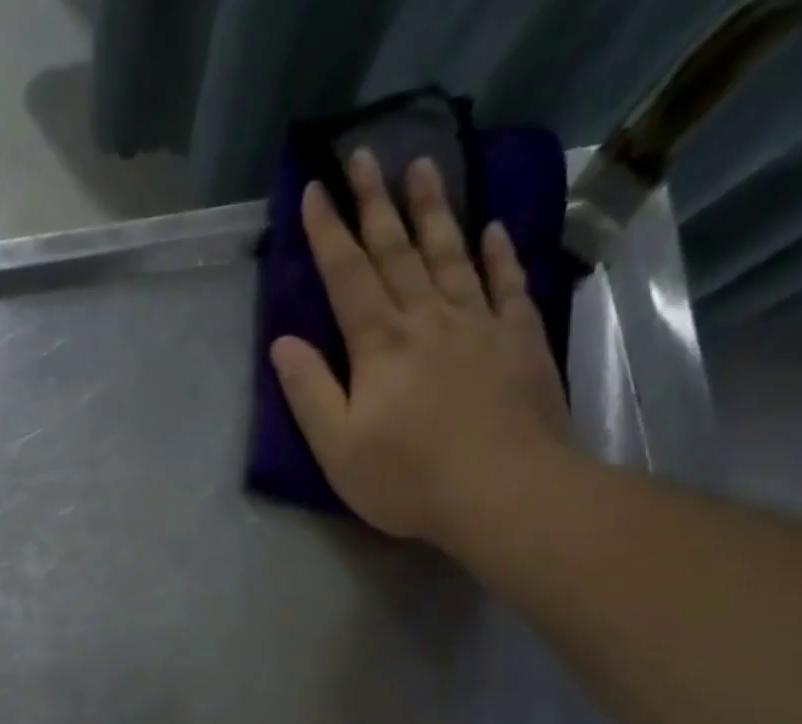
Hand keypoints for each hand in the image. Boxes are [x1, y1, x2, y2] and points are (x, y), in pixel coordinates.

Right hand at [270, 150, 570, 544]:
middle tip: (365, 156)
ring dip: (434, 210)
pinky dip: (497, 254)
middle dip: (376, 203)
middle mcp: (427, 319)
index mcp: (379, 345)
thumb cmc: (407, 478)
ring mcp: (478, 324)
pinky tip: (491, 230)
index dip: (328, 233)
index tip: (315, 190)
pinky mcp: (518, 340)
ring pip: (451, 254)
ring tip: (425, 166)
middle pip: (398, 251)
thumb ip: (309, 392)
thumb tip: (283, 342)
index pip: (346, 276)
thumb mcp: (337, 448)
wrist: (503, 489)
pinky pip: (506, 283)